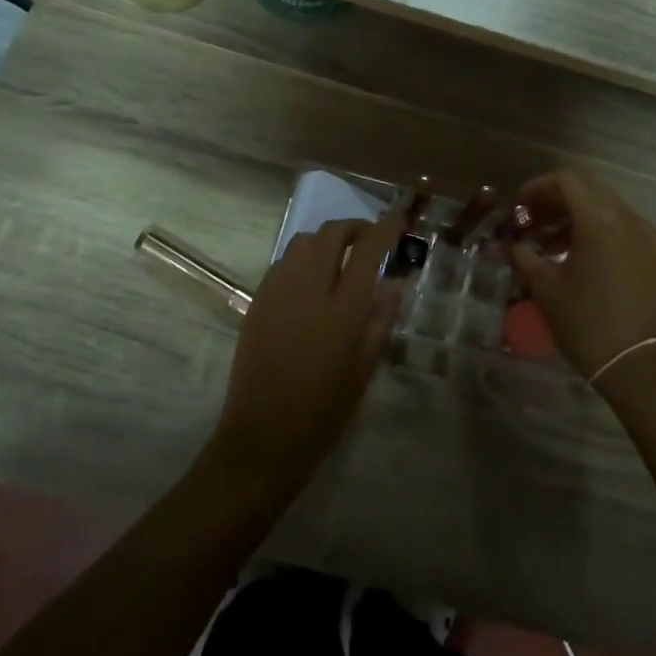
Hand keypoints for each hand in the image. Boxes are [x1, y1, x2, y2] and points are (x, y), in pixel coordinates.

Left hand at [210, 214, 405, 492]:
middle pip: (331, 233)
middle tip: (369, 239)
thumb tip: (395, 282)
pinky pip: (283, 262)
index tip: (398, 219)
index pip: (368, 249)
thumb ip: (381, 319)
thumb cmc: (325, 410)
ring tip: (339, 258)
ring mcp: (277, 292)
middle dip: (354, 227)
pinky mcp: (257, 301)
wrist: (263, 436)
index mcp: (343, 308)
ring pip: (303, 241)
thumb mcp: (365, 368)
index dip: (385, 228)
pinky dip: (302, 257)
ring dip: (326, 239)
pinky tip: (310, 280)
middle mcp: (309, 289)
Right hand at [505, 172, 655, 389]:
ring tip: (547, 246)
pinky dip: (596, 234)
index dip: (537, 188)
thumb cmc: (587, 323)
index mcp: (600, 220)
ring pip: (605, 211)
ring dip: (574, 220)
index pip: (567, 181)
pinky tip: (577, 260)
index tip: (518, 208)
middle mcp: (628, 219)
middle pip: (587, 193)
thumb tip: (508, 244)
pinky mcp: (655, 258)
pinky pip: (621, 230)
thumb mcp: (546, 289)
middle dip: (554, 203)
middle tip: (529, 224)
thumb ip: (523, 257)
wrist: (641, 365)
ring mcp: (646, 238)